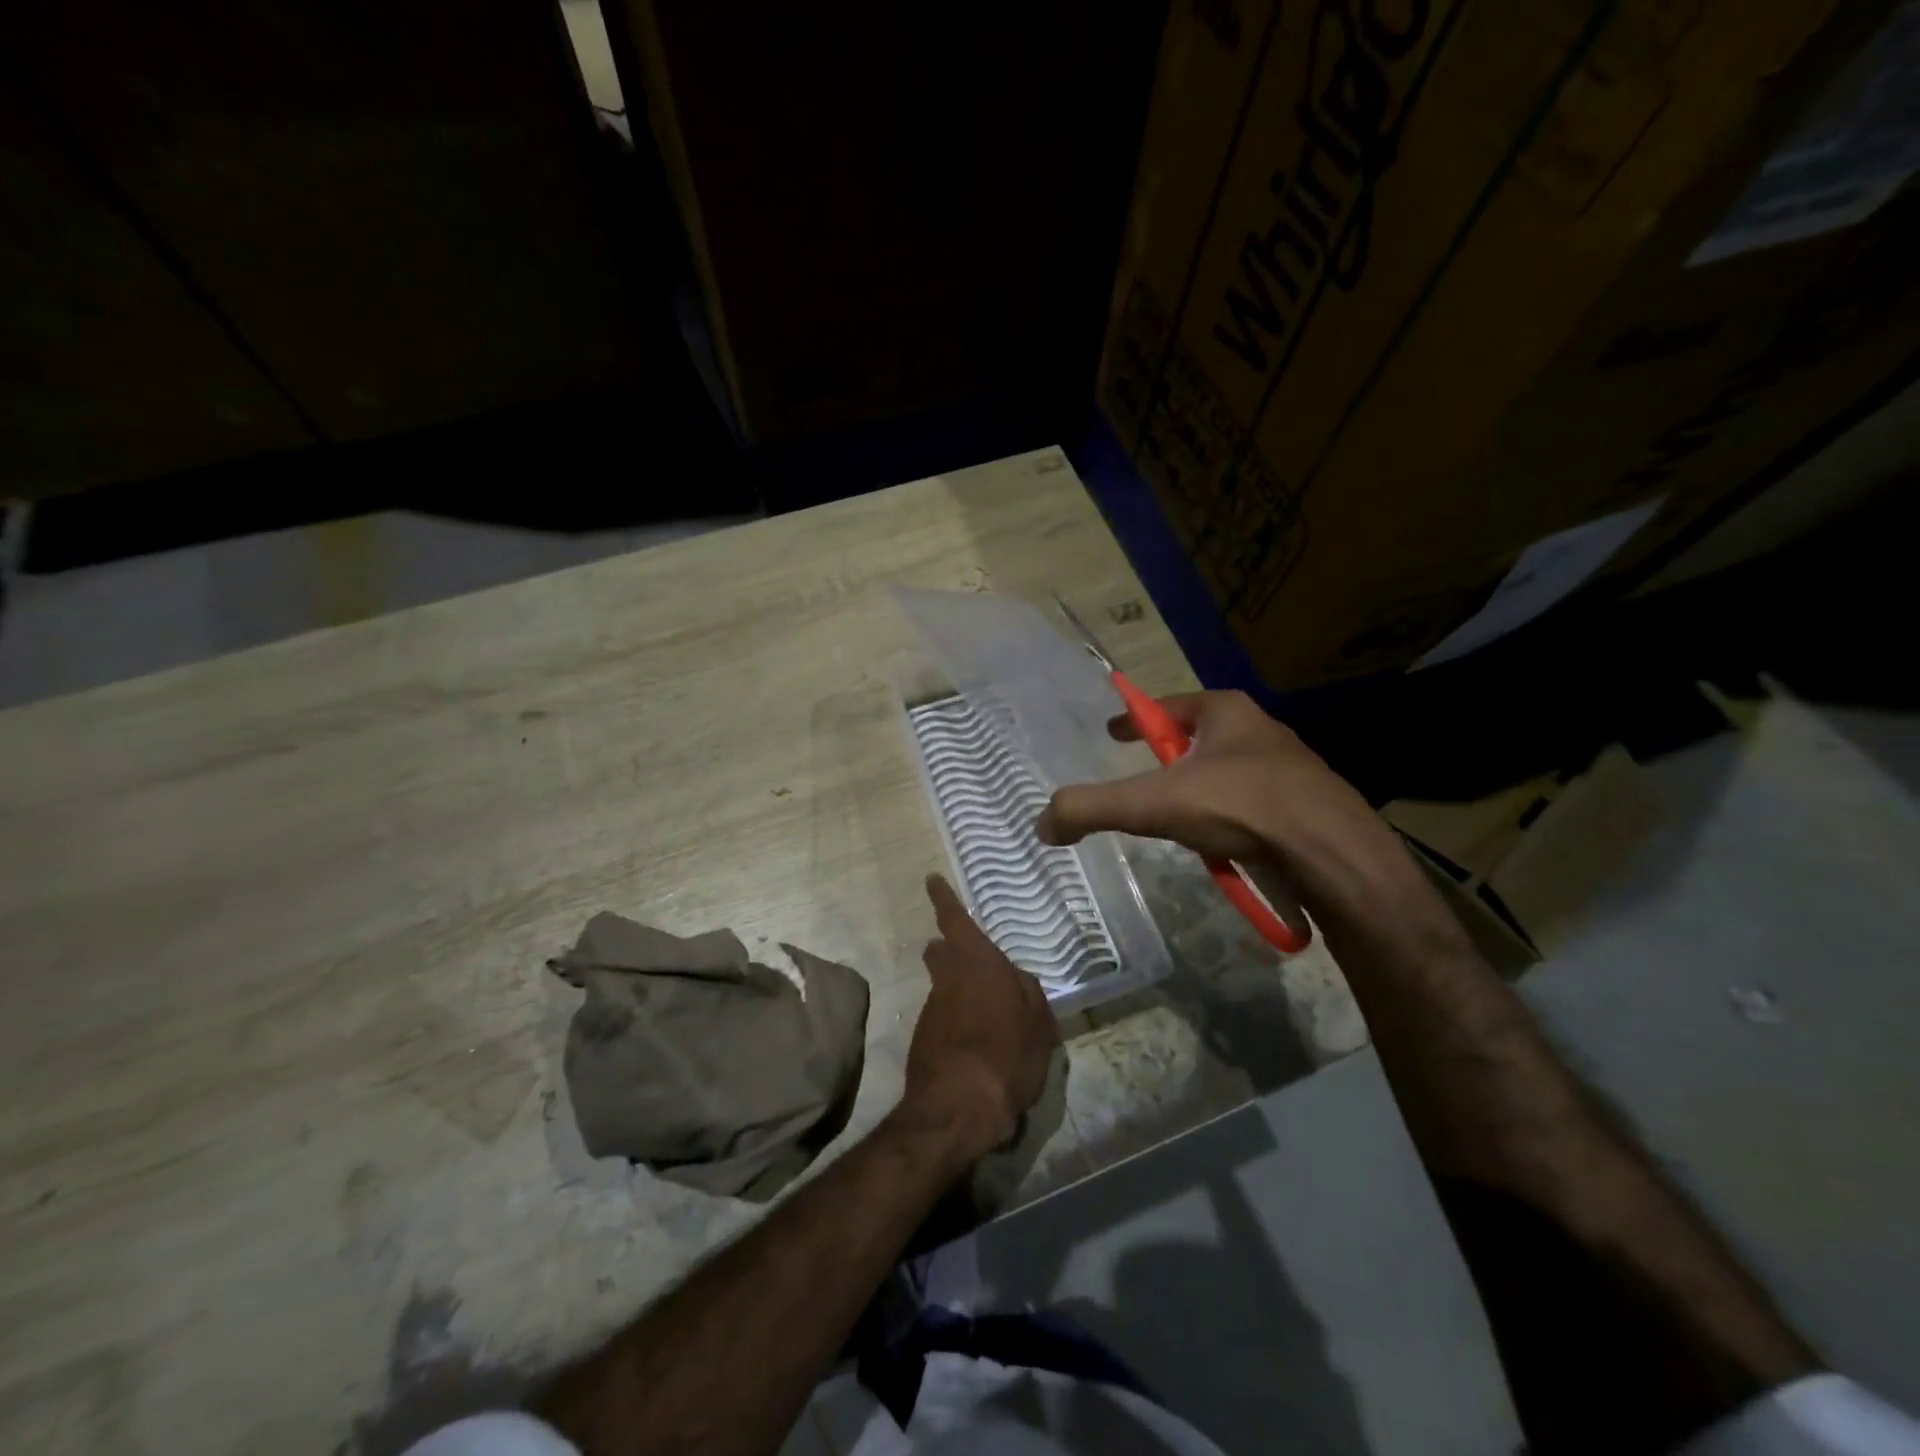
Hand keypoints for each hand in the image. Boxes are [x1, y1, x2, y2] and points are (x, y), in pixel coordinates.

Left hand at [900, 875, 1059, 1165]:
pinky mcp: (923, 1038)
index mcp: (978, 964)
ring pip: (943, 987)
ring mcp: (932, 1009)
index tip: (931, 879)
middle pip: (941, 953)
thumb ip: (1027, 991)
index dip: (943, 898)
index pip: (955, 921)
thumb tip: (1014, 977)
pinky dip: (956, 1022)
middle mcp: (949, 979)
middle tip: (969, 959)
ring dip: (958, 992)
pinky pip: (943, 1017)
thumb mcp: (1039, 1022)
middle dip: (948, 949)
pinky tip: (975, 1046)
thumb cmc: (1007, 1055)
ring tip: (986, 1018)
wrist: (957, 1109)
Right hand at [1035, 690, 1407, 914]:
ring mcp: (1289, 770)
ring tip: (1181, 820)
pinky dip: (1229, 820)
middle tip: (1146, 780)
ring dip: (1201, 791)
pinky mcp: (1307, 808)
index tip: (1114, 732)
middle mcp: (1260, 732)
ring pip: (1227, 774)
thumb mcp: (1152, 804)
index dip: (1135, 719)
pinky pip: (1252, 806)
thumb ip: (1092, 809)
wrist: (1334, 853)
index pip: (1167, 707)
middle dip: (1171, 758)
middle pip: (1198, 739)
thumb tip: (1042, 825)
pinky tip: (1222, 846)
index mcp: (1225, 712)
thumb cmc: (1240, 806)